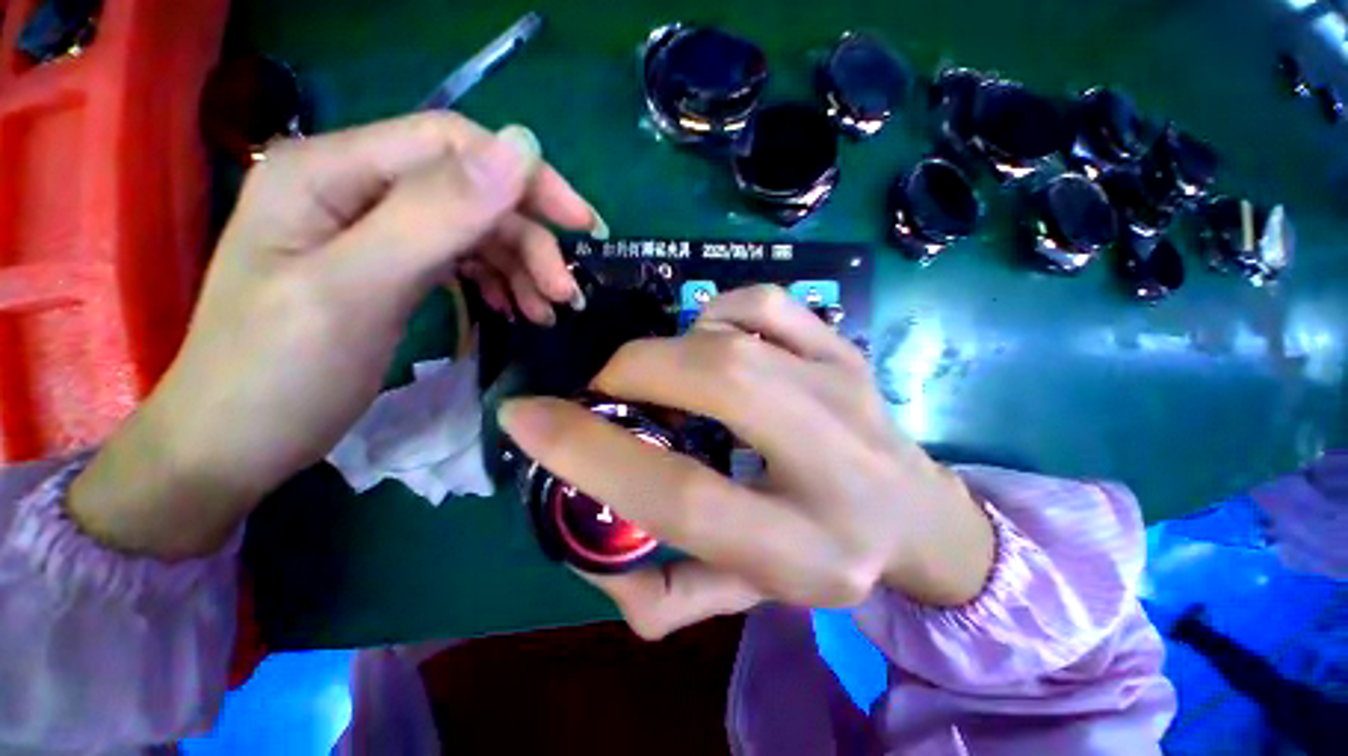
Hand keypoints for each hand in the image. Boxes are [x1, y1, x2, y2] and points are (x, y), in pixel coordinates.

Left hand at [71, 113, 602, 558]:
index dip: (526, 177)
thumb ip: (435, 214)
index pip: (451, 144)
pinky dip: (499, 281)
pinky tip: (515, 310)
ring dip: (521, 267)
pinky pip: (462, 259)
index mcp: (328, 172)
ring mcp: (373, 229)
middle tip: (566, 296)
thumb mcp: (356, 290)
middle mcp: (352, 187)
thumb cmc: (278, 374)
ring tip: (546, 313)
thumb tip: (521, 147)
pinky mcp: (390, 266)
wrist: (234, 445)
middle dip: (529, 241)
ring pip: (473, 229)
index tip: (583, 226)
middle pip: (470, 193)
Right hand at [500, 286, 995, 638]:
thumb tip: (584, 551)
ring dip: (673, 348)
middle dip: (634, 373)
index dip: (589, 454)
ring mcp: (845, 390)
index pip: (681, 496)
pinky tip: (716, 343)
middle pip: (716, 383)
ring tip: (666, 377)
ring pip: (735, 337)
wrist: (917, 514)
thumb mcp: (745, 596)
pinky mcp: (846, 351)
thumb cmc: (827, 558)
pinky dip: (721, 313)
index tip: (525, 419)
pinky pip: (767, 304)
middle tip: (608, 391)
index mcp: (803, 547)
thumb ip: (661, 593)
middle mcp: (834, 462)